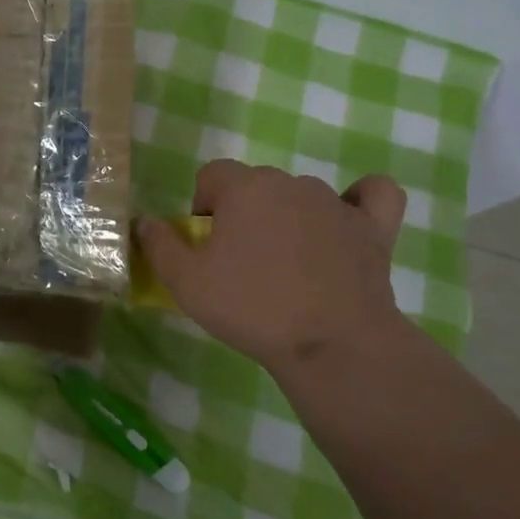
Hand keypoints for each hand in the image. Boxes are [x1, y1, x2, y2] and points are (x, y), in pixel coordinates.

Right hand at [136, 160, 407, 376]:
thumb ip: (159, 245)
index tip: (207, 245)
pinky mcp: (374, 228)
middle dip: (244, 213)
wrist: (331, 344)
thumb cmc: (252, 307)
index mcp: (245, 188)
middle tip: (242, 262)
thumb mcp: (186, 283)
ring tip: (290, 266)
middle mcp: (290, 183)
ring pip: (302, 196)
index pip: (213, 174)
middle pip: (257, 185)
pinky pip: (372, 197)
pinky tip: (348, 223)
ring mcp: (336, 203)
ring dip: (289, 218)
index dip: (203, 206)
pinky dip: (360, 203)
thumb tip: (145, 221)